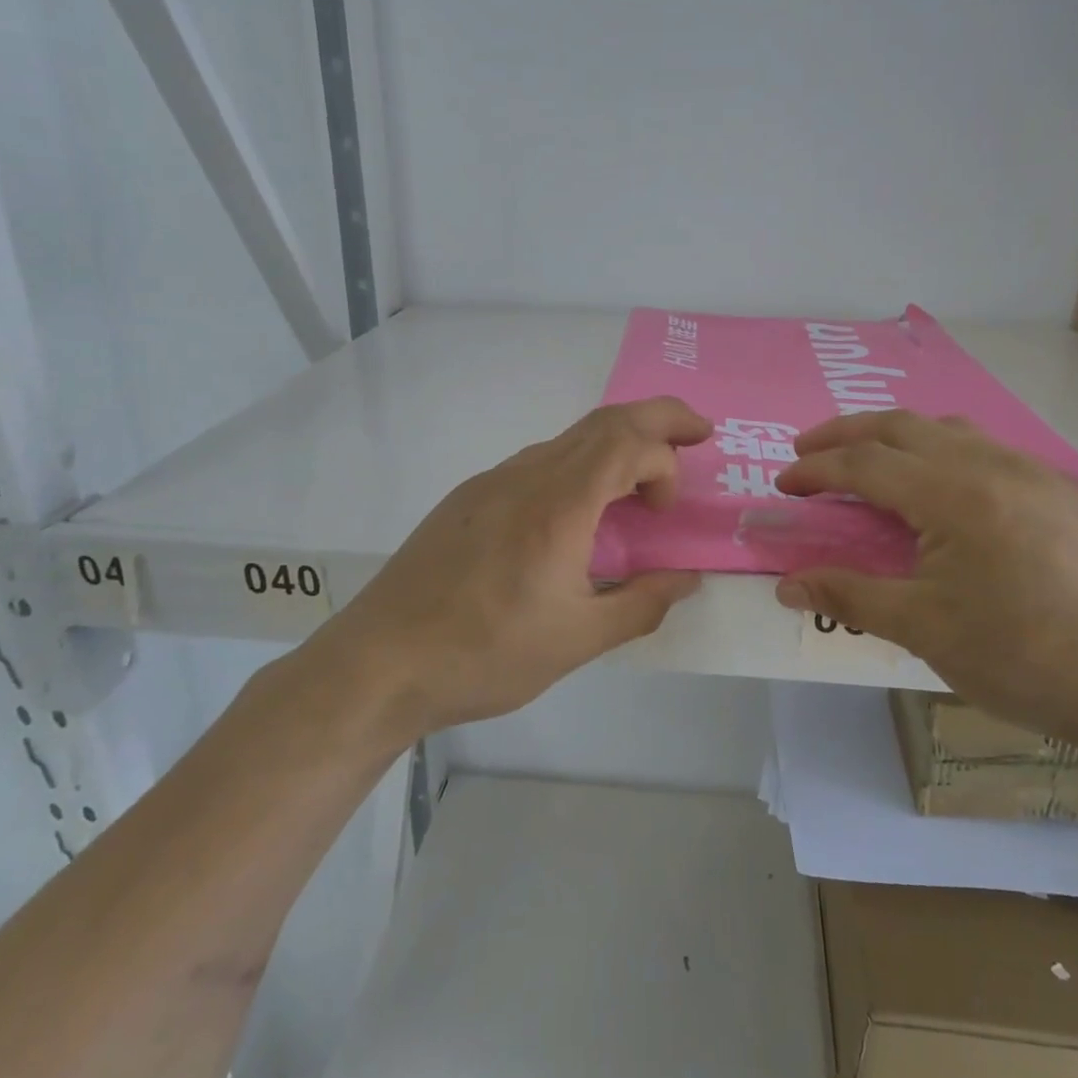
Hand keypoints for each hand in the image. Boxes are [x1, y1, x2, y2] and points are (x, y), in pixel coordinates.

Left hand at [298, 399, 711, 739]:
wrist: (380, 662)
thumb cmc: (484, 654)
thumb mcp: (576, 641)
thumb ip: (641, 604)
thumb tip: (685, 579)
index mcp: (559, 505)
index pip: (631, 445)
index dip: (666, 464)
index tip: (666, 513)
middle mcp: (527, 476)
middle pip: (605, 420)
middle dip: (660, 416)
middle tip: (697, 431)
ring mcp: (493, 481)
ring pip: (569, 438)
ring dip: (616, 442)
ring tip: (640, 478)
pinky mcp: (469, 497)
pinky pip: (539, 461)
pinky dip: (579, 464)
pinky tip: (577, 511)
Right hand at [773, 411, 1077, 755]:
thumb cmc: (1026, 660)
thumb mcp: (925, 631)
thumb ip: (849, 595)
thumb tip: (784, 585)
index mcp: (955, 495)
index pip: (865, 463)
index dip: (816, 470)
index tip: (783, 483)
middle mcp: (994, 465)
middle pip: (901, 426)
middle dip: (845, 433)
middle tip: (808, 451)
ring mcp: (1036, 472)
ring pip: (949, 428)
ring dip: (897, 435)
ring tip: (870, 460)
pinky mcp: (1066, 490)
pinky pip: (989, 449)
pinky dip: (944, 450)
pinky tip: (945, 487)